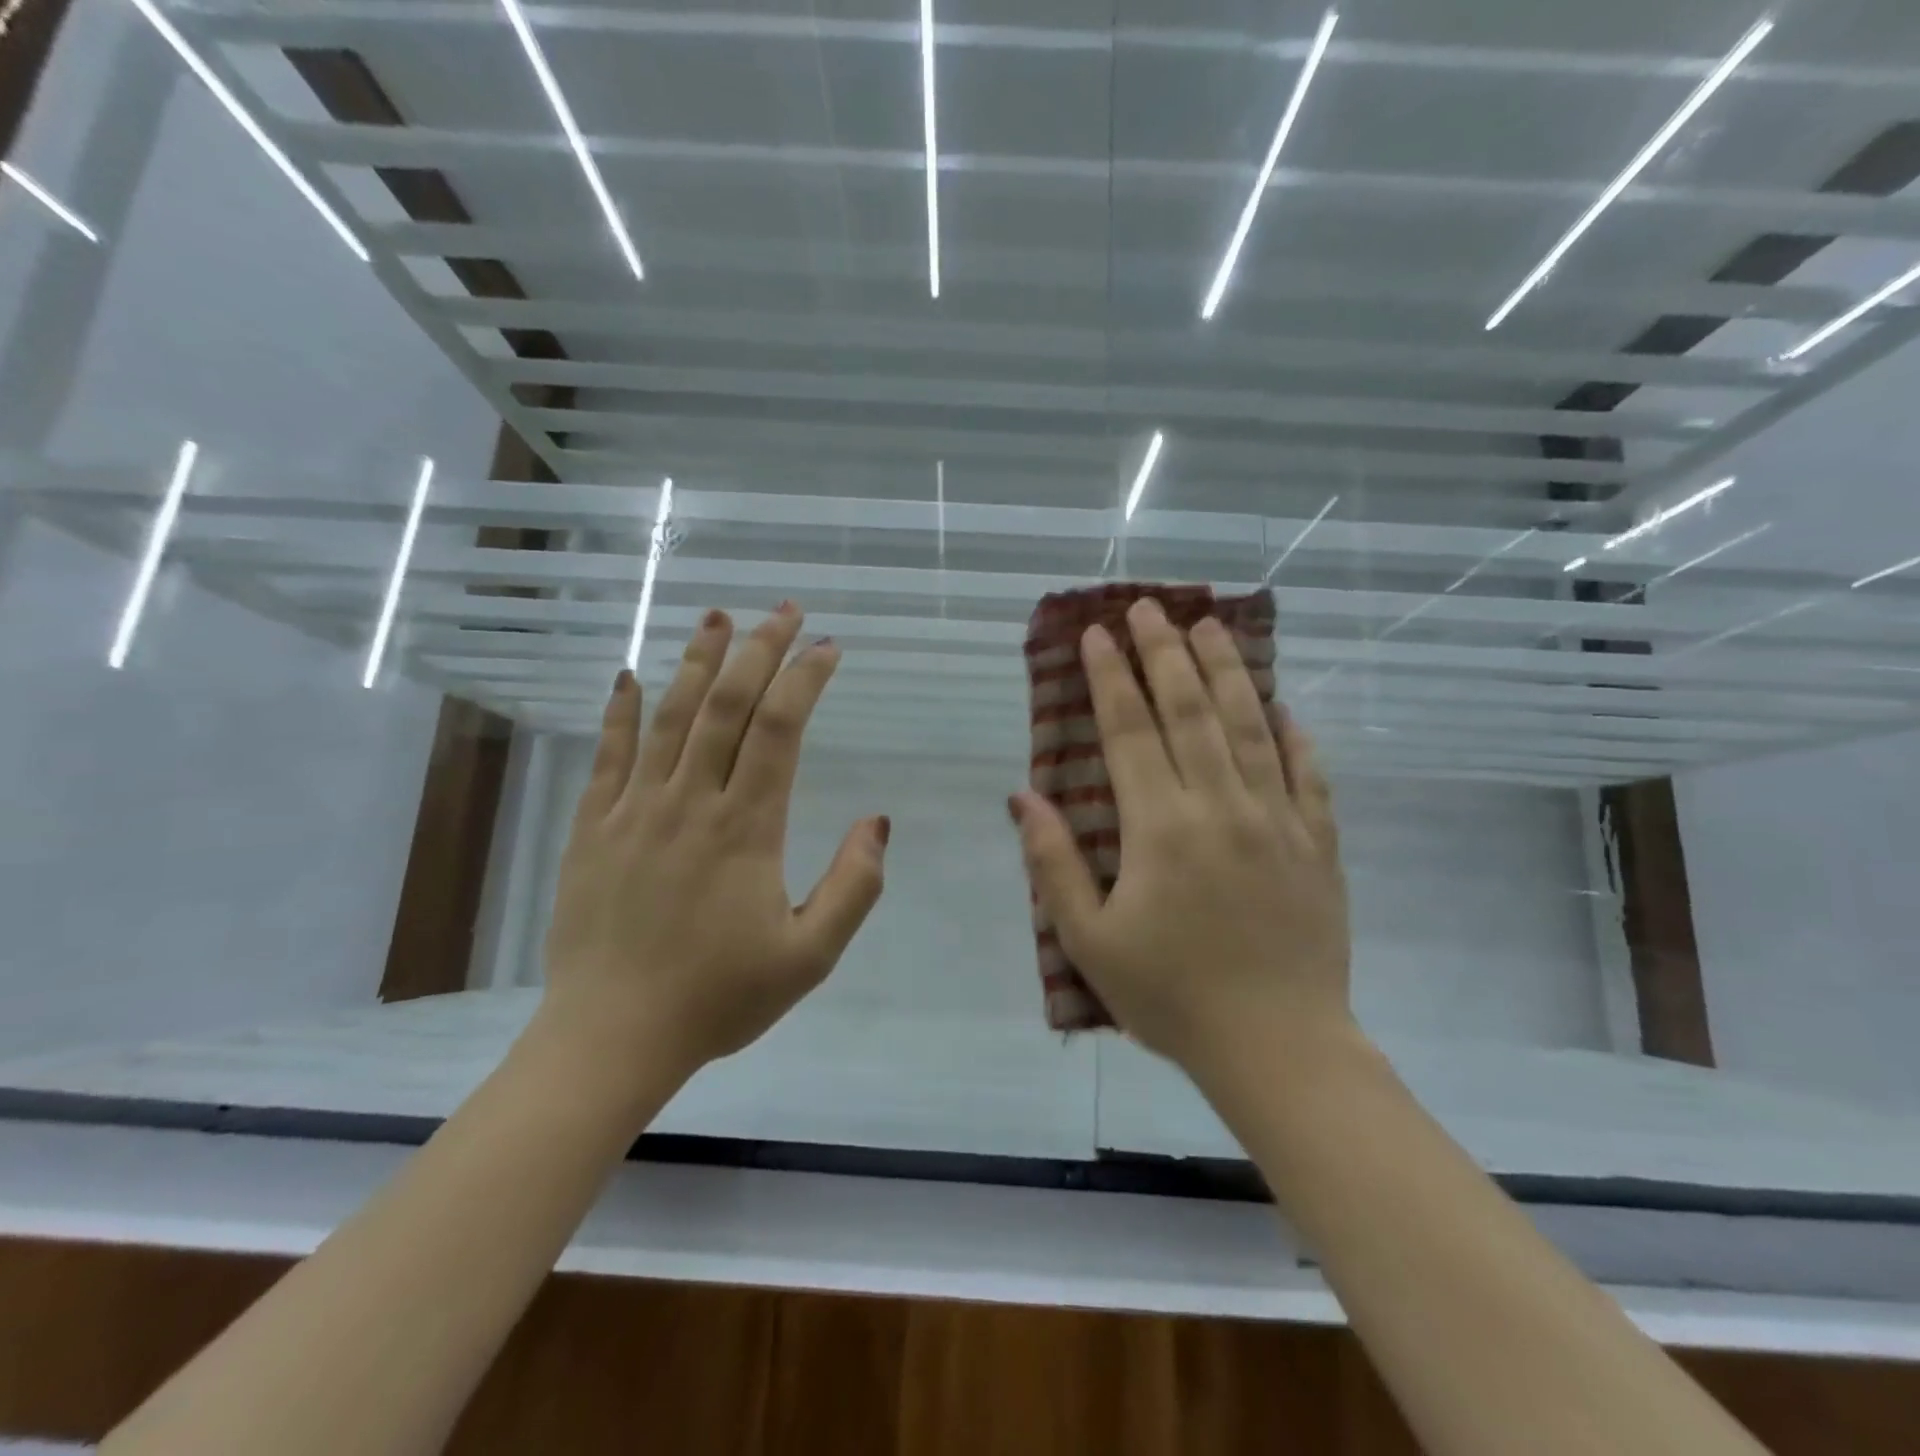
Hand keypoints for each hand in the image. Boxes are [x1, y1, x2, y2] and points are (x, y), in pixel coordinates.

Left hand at [540, 604, 887, 1082]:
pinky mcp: (592, 827)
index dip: (805, 679)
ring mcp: (634, 810)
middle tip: (784, 610)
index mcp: (746, 828)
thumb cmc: (718, 998)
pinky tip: (632, 675)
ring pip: (669, 716)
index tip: (828, 647)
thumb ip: (853, 887)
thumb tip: (876, 822)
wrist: (611, 1038)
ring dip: (696, 661)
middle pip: (726, 705)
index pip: (779, 729)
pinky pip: (608, 754)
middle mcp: (689, 802)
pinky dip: (621, 710)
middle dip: (759, 649)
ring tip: (717, 616)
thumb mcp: (810, 956)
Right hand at [1008, 597, 1350, 1073]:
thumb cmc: (1171, 997)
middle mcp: (1221, 806)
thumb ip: (1054, 863)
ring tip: (1210, 626)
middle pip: (1190, 711)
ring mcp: (1277, 821)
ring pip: (1250, 726)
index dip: (1110, 678)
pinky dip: (1294, 734)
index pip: (1130, 731)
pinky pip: (1307, 775)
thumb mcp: (1089, 939)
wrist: (1280, 1049)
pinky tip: (1282, 705)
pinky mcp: (1318, 844)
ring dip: (1226, 671)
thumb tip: (1023, 797)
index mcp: (1160, 828)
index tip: (1098, 635)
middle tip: (1150, 607)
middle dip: (1165, 653)